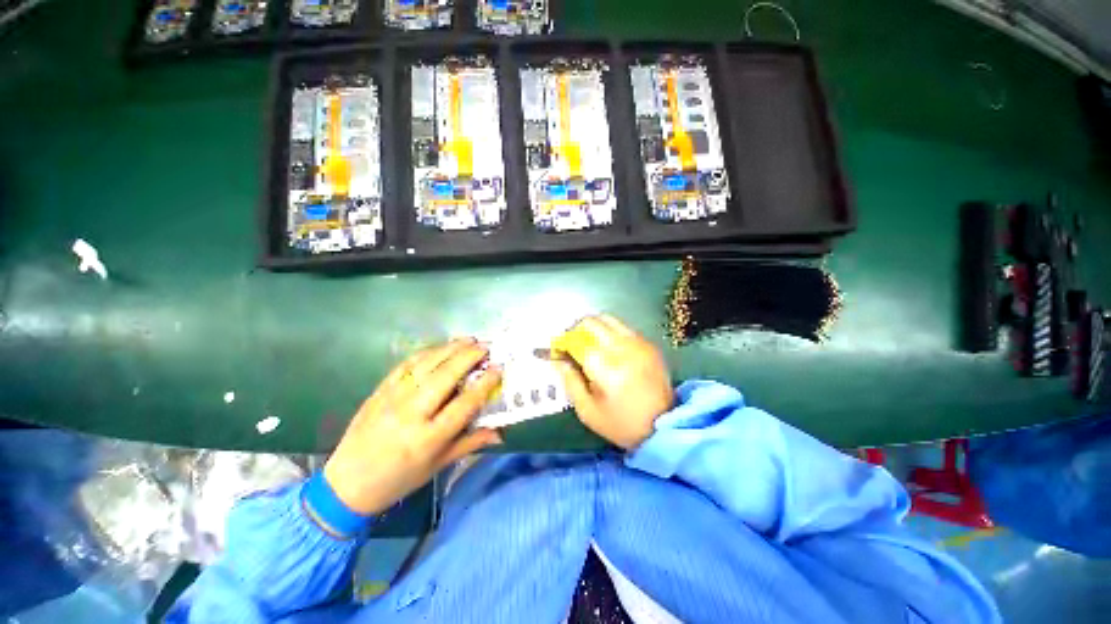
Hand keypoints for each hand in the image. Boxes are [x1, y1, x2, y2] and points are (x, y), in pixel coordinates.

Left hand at [323, 338, 502, 514]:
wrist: (347, 484)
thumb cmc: (399, 478)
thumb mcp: (438, 465)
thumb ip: (470, 443)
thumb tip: (500, 433)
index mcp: (429, 438)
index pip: (464, 404)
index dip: (485, 383)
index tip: (499, 368)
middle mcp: (411, 414)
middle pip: (445, 376)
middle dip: (469, 357)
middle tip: (486, 346)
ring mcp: (392, 398)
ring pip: (426, 365)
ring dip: (450, 348)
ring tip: (469, 340)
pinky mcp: (380, 390)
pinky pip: (406, 365)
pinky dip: (427, 352)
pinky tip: (441, 348)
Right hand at [553, 315, 673, 449]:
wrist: (664, 425)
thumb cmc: (621, 423)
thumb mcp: (588, 411)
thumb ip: (570, 382)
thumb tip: (557, 360)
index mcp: (607, 369)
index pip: (576, 342)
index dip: (563, 343)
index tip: (557, 351)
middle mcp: (623, 349)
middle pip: (591, 323)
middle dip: (575, 330)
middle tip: (571, 345)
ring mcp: (639, 343)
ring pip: (607, 319)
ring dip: (592, 328)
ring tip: (588, 343)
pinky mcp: (648, 344)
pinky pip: (622, 327)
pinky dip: (609, 331)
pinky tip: (608, 347)